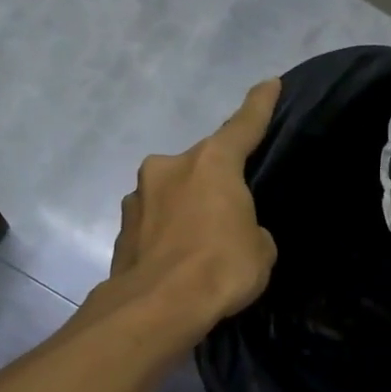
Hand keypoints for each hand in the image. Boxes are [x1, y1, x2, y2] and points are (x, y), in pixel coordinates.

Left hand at [103, 78, 280, 332]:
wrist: (156, 307)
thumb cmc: (220, 268)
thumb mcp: (260, 250)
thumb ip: (251, 230)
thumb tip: (236, 232)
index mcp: (211, 163)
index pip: (243, 126)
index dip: (259, 104)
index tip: (269, 84)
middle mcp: (170, 168)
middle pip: (201, 165)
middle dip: (214, 182)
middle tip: (229, 212)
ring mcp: (138, 197)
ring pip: (172, 193)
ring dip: (186, 208)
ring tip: (199, 244)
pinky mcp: (121, 228)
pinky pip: (154, 222)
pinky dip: (166, 234)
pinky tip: (176, 261)